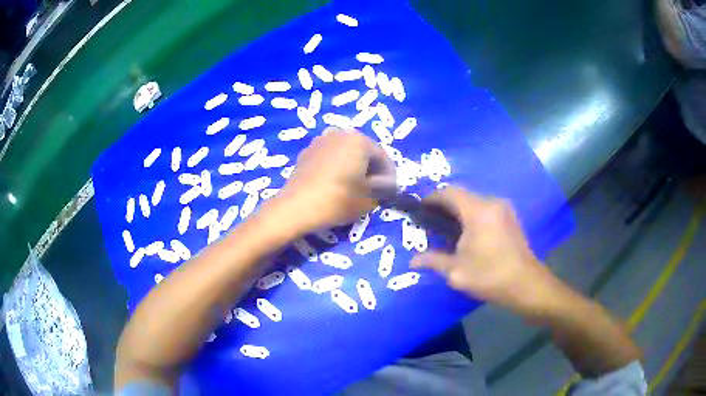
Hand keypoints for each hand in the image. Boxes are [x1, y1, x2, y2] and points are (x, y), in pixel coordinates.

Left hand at [266, 128, 394, 235]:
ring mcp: (321, 140)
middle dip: (372, 170)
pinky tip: (335, 184)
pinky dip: (338, 167)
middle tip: (373, 191)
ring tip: (354, 188)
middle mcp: (341, 133)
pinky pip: (331, 157)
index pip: (383, 157)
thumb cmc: (337, 200)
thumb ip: (384, 187)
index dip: (390, 176)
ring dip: (354, 167)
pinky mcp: (307, 151)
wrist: (296, 207)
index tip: (390, 193)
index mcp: (359, 140)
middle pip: (364, 152)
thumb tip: (388, 184)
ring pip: (346, 153)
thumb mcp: (369, 198)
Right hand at [411, 187, 563, 316]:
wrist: (526, 284)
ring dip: (459, 211)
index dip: (431, 198)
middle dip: (444, 206)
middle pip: (462, 195)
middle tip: (430, 222)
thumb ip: (433, 260)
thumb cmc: (490, 276)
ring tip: (446, 229)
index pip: (449, 192)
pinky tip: (467, 234)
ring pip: (474, 201)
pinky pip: (486, 209)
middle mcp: (492, 203)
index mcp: (478, 211)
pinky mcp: (510, 218)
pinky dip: (472, 215)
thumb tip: (413, 261)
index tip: (419, 210)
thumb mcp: (457, 271)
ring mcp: (504, 209)